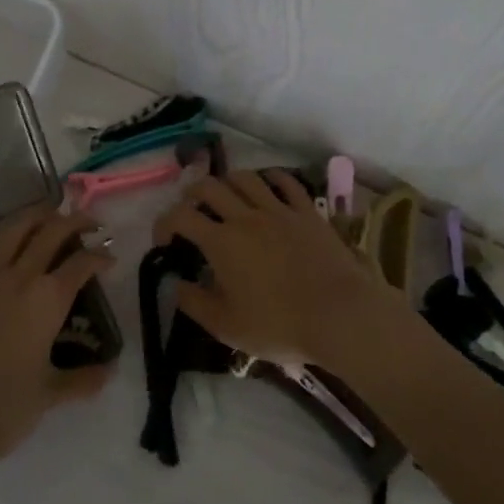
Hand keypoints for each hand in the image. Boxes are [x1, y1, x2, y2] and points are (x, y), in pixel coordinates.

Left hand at [0, 206, 116, 470]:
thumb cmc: (4, 408)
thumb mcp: (50, 394)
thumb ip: (83, 379)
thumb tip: (109, 372)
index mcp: (48, 298)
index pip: (83, 262)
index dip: (100, 255)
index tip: (108, 257)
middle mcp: (19, 276)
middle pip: (52, 231)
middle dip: (75, 221)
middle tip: (87, 223)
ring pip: (13, 229)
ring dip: (36, 218)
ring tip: (48, 217)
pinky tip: (0, 261)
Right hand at [153, 170, 402, 368]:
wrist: (340, 315)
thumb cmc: (279, 325)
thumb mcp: (226, 326)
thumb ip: (194, 302)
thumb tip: (175, 283)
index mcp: (221, 242)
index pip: (180, 217)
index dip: (164, 223)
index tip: (163, 240)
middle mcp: (245, 217)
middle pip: (209, 187)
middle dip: (192, 194)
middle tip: (190, 210)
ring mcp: (279, 210)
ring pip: (245, 178)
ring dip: (228, 182)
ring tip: (225, 196)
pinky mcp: (307, 212)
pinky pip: (286, 182)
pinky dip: (270, 177)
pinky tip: (266, 184)